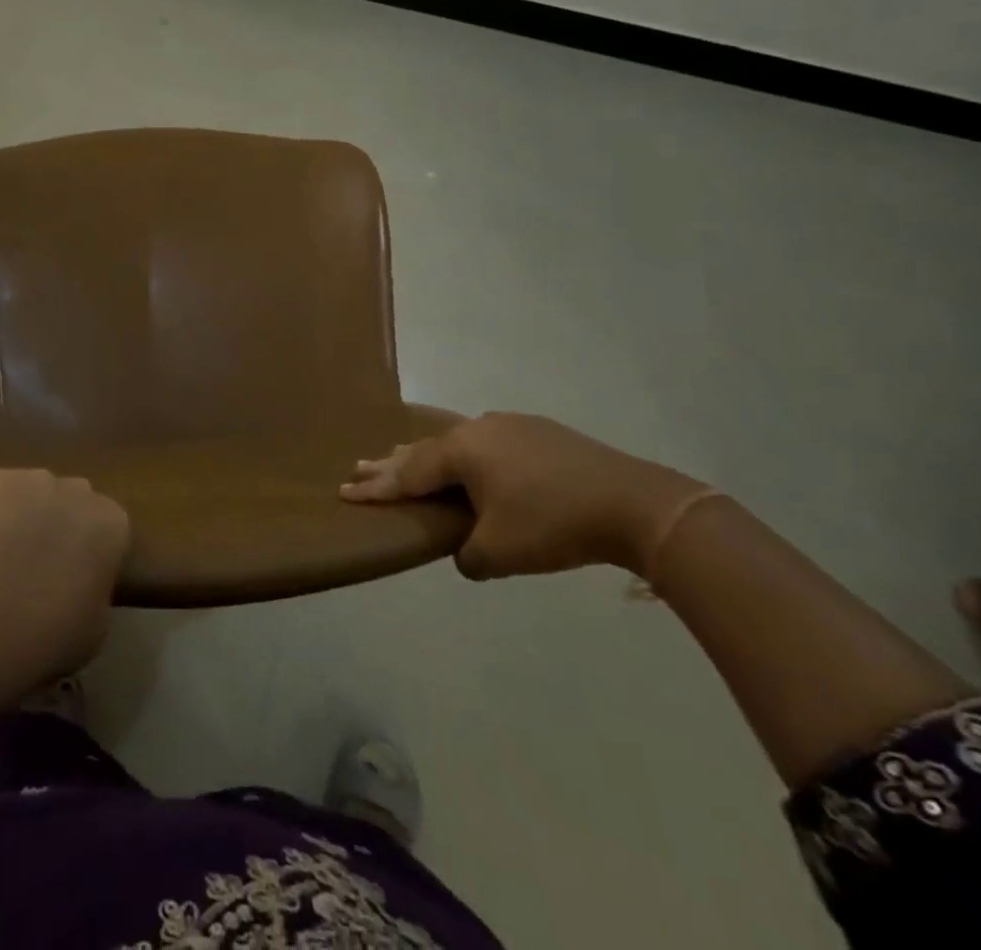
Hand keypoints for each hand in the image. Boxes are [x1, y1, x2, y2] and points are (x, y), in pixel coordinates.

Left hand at [0, 469, 131, 687]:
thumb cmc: (49, 638)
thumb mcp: (96, 626)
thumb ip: (95, 590)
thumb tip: (81, 583)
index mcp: (112, 523)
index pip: (110, 529)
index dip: (92, 553)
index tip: (77, 579)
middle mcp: (79, 490)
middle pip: (75, 501)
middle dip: (63, 524)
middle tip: (41, 565)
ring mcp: (34, 479)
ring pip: (35, 493)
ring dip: (27, 514)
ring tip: (3, 556)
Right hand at [340, 412, 705, 578]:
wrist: (634, 503)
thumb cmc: (552, 525)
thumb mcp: (499, 552)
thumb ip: (467, 555)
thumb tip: (465, 551)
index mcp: (461, 451)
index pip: (408, 473)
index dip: (377, 486)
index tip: (346, 490)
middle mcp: (479, 429)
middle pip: (425, 449)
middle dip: (392, 463)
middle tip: (361, 465)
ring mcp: (512, 426)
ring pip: (457, 442)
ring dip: (430, 456)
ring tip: (407, 458)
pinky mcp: (542, 433)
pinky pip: (488, 442)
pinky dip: (468, 456)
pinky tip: (473, 462)